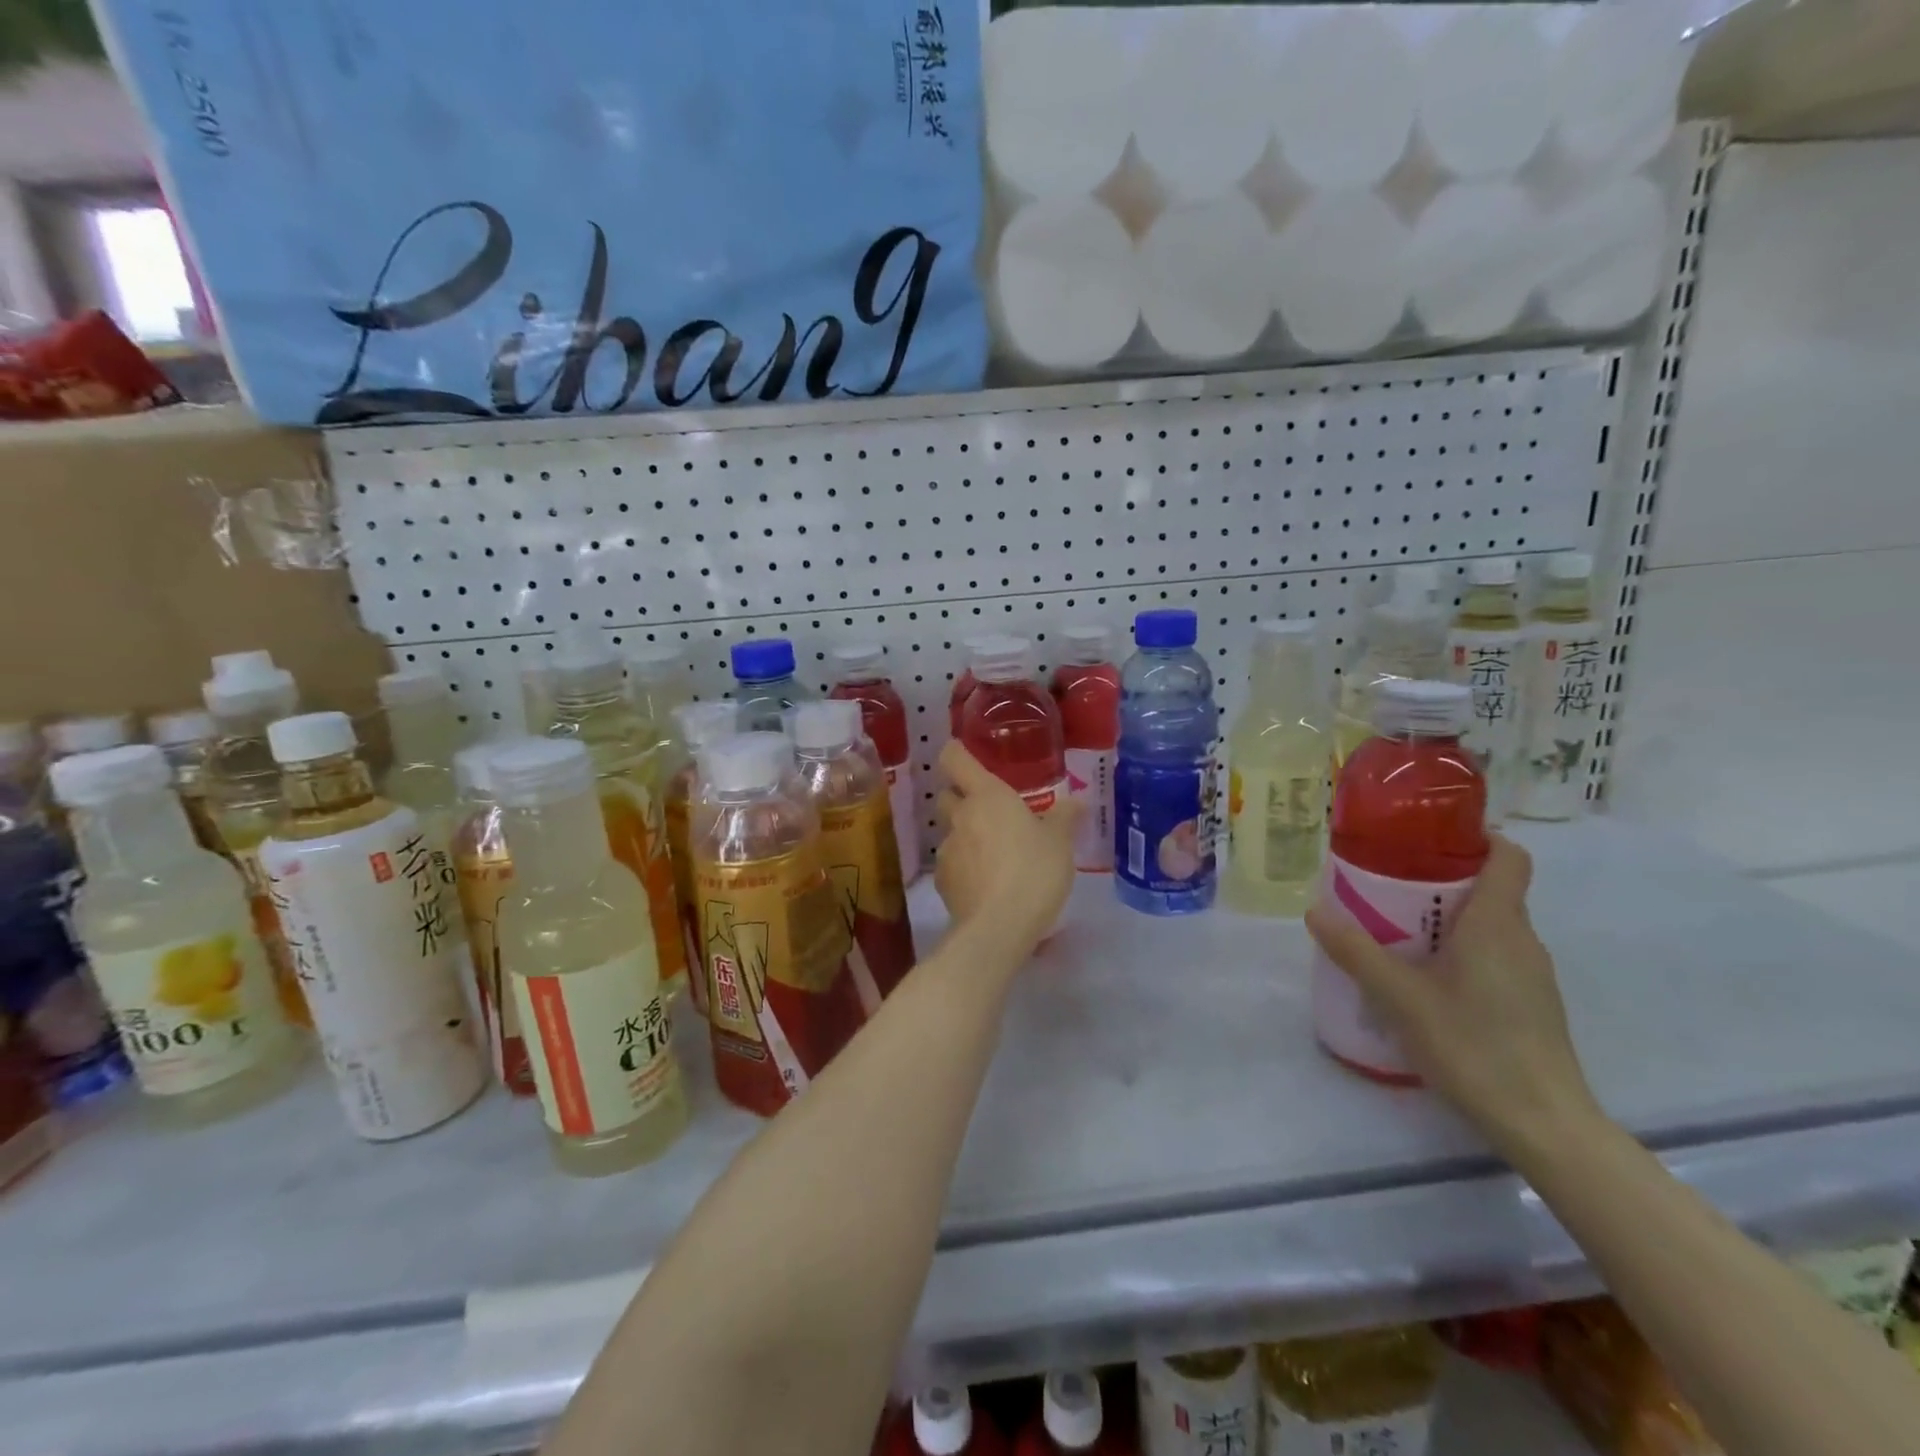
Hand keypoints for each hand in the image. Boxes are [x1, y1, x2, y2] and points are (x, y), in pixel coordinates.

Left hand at [933, 742, 1079, 957]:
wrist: (998, 928)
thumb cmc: (1034, 871)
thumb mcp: (1060, 843)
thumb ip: (1064, 818)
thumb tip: (1076, 802)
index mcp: (987, 796)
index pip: (955, 759)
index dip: (957, 752)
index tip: (964, 753)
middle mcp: (960, 817)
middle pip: (947, 795)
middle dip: (961, 798)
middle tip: (990, 810)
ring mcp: (947, 850)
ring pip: (951, 832)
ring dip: (967, 836)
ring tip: (996, 855)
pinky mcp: (942, 882)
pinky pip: (953, 864)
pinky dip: (965, 868)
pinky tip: (987, 884)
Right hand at [1305, 836, 1600, 1151]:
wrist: (1545, 1125)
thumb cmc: (1474, 1045)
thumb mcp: (1400, 997)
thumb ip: (1356, 951)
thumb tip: (1314, 910)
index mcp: (1498, 923)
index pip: (1509, 856)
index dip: (1477, 836)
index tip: (1430, 836)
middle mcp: (1522, 939)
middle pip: (1491, 887)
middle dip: (1441, 878)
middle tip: (1387, 884)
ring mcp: (1531, 974)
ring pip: (1490, 924)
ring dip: (1448, 917)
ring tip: (1395, 929)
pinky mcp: (1530, 1004)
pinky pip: (1493, 955)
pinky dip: (1459, 950)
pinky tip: (1423, 978)